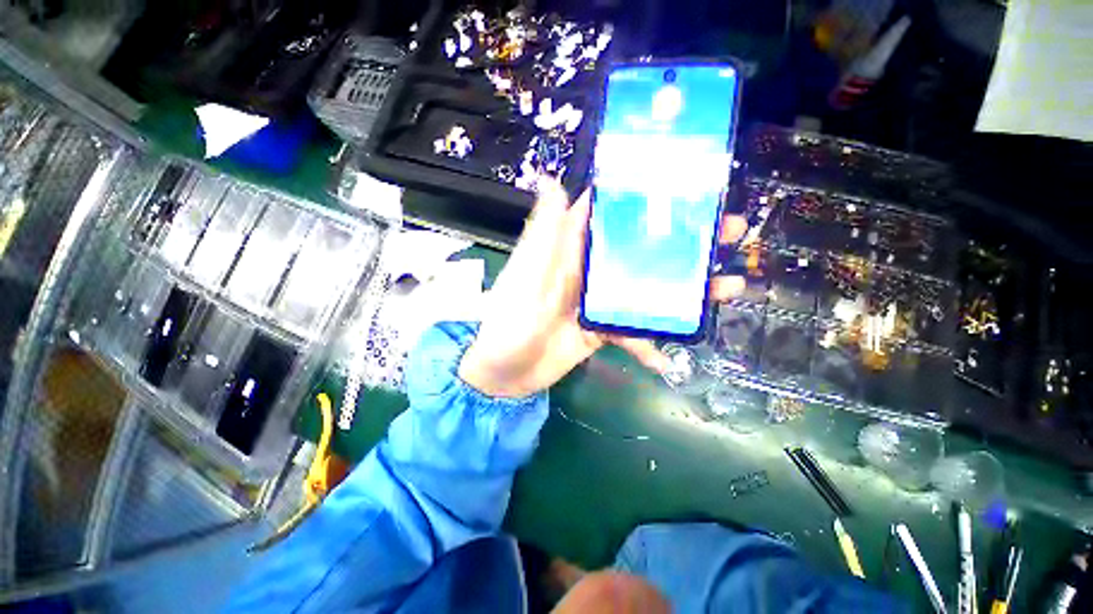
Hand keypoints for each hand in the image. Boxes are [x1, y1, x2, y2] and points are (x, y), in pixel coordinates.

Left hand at [458, 179, 747, 398]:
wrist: (502, 375)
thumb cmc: (508, 324)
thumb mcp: (526, 277)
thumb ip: (543, 236)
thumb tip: (552, 180)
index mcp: (568, 249)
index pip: (604, 211)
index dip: (638, 194)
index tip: (685, 182)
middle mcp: (587, 269)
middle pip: (637, 248)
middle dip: (680, 241)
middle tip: (729, 232)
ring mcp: (597, 301)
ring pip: (644, 289)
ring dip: (682, 291)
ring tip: (726, 288)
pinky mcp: (601, 330)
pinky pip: (632, 331)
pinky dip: (649, 344)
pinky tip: (668, 358)